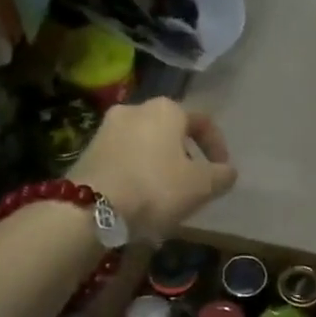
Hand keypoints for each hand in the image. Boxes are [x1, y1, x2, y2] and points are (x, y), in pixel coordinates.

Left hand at [71, 98, 236, 238]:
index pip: (202, 121)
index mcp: (167, 109)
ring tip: (165, 196)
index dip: (217, 147)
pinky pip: (123, 157)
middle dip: (185, 156)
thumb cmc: (155, 188)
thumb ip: (221, 176)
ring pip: (145, 144)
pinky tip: (139, 199)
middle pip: (171, 131)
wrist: (90, 207)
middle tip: (193, 184)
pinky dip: (136, 172)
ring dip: (159, 165)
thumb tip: (228, 171)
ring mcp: (107, 128)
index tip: (221, 172)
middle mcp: (135, 109)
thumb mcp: (201, 186)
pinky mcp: (87, 150)